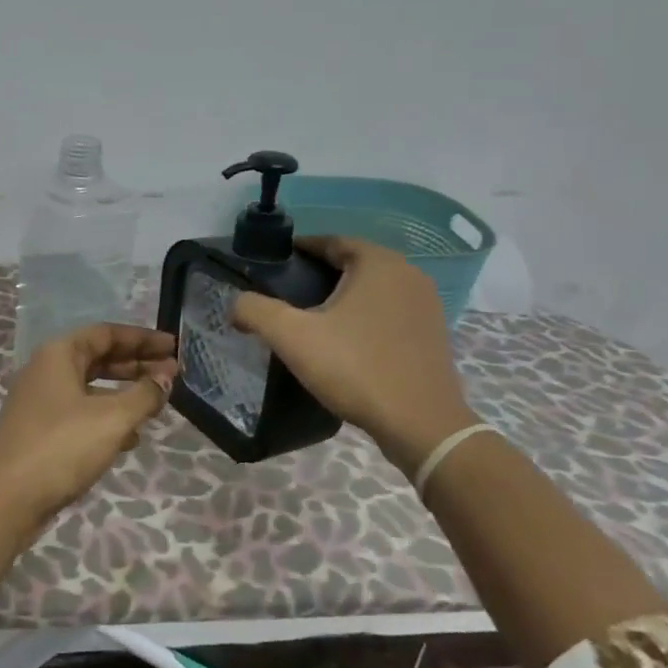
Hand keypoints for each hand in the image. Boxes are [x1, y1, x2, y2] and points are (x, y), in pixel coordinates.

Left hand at [0, 323, 178, 519]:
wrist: (6, 499)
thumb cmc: (61, 447)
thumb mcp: (112, 419)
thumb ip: (144, 394)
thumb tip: (166, 377)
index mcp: (58, 354)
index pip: (106, 333)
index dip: (142, 338)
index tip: (173, 347)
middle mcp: (46, 371)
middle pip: (98, 358)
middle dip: (136, 364)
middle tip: (173, 374)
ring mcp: (40, 402)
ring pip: (90, 388)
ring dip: (124, 392)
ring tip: (158, 404)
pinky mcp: (41, 432)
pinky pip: (81, 413)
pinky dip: (107, 418)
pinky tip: (131, 438)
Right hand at [231, 238, 477, 471]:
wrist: (421, 426)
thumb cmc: (356, 369)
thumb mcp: (293, 337)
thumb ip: (256, 311)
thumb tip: (235, 303)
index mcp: (379, 264)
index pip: (332, 241)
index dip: (299, 250)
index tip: (273, 265)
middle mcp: (408, 275)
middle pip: (353, 263)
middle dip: (318, 274)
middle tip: (285, 294)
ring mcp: (426, 305)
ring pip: (372, 289)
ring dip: (341, 297)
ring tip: (309, 319)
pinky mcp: (432, 334)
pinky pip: (388, 312)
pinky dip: (363, 317)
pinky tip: (342, 341)